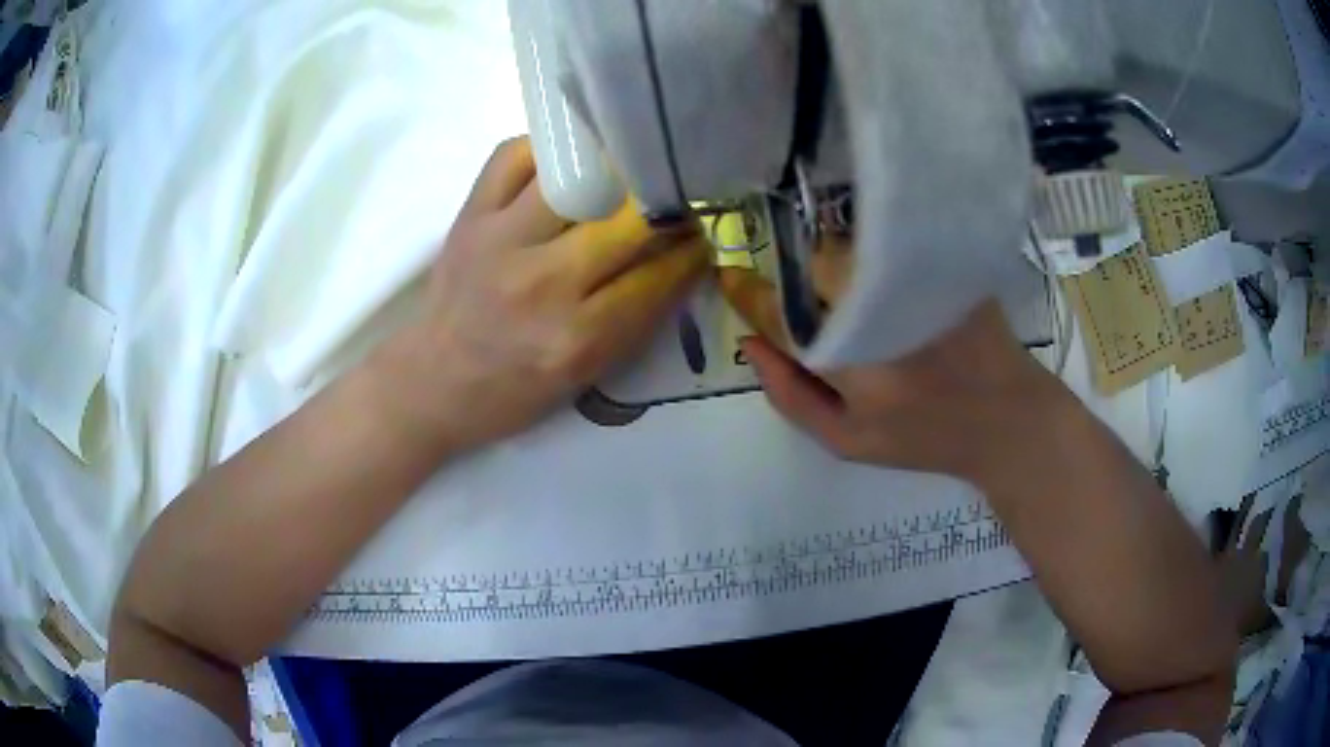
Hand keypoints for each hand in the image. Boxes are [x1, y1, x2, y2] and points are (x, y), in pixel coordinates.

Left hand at [378, 138, 708, 452]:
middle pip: (627, 220)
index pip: (656, 276)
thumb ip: (635, 316)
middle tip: (677, 194)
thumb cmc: (514, 389)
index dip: (691, 248)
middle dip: (666, 202)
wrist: (434, 380)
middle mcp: (541, 285)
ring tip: (630, 167)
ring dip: (615, 167)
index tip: (706, 231)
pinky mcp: (470, 215)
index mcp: (576, 339)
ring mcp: (500, 242)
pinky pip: (515, 155)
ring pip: (577, 176)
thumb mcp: (585, 373)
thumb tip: (681, 254)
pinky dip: (549, 149)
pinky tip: (567, 160)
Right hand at [721, 257, 1068, 478]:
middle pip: (815, 268)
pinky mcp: (946, 262)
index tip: (740, 287)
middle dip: (809, 287)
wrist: (1007, 417)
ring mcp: (919, 277)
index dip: (754, 297)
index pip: (779, 310)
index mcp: (853, 359)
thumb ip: (790, 396)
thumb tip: (750, 343)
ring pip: (852, 251)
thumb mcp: (847, 439)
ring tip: (872, 306)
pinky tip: (899, 290)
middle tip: (834, 317)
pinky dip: (878, 259)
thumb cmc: (925, 436)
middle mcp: (883, 307)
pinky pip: (889, 245)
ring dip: (845, 271)